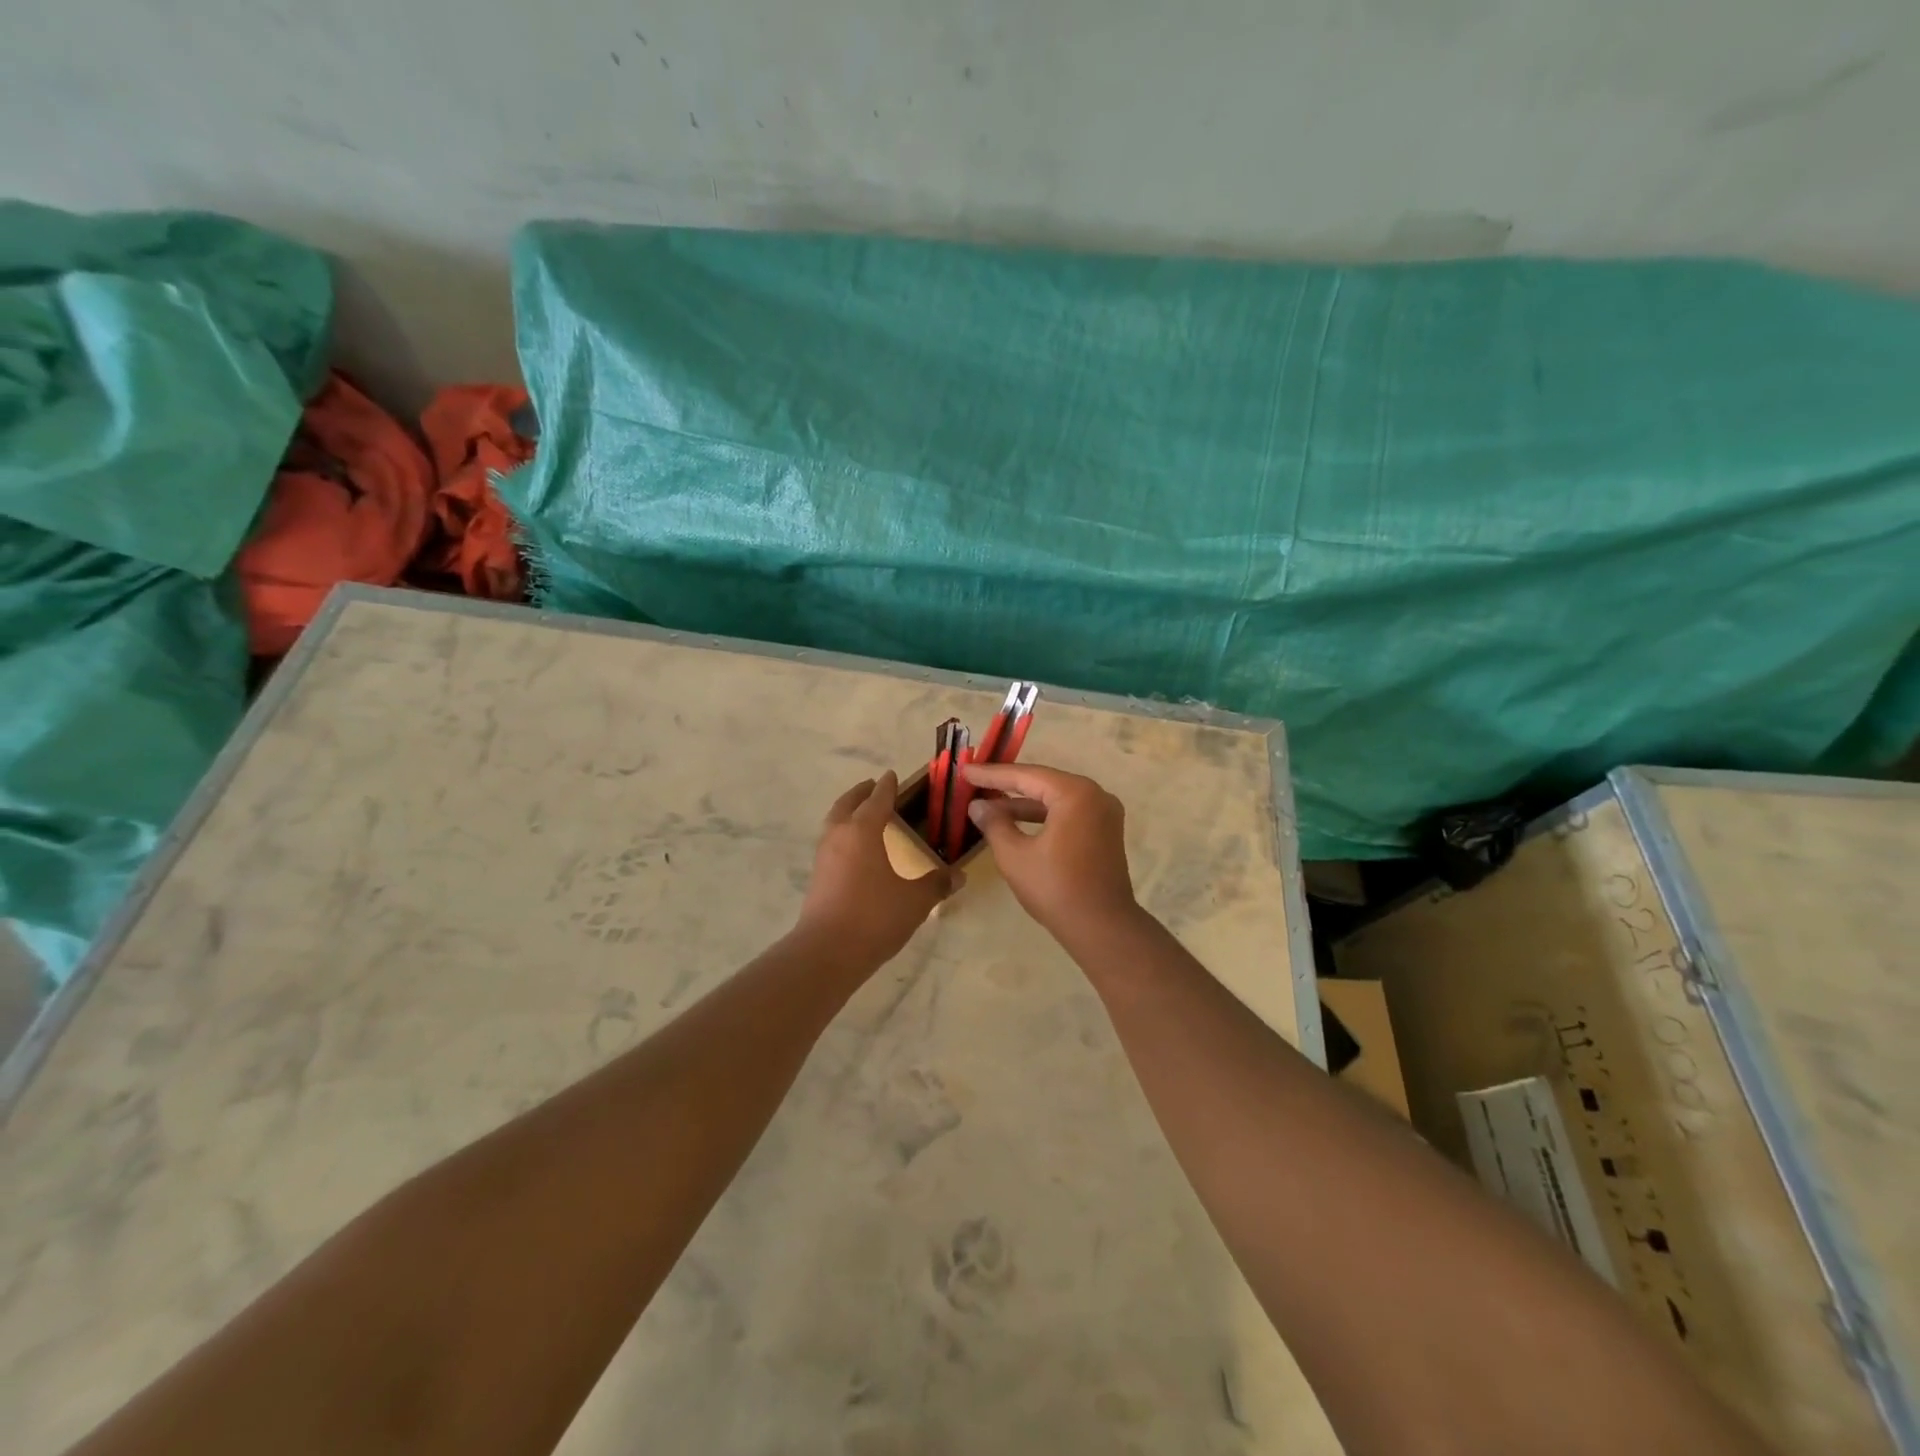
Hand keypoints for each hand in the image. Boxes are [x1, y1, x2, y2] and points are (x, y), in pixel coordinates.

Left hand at [794, 772, 954, 969]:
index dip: (887, 786)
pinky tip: (855, 849)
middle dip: (861, 793)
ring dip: (848, 811)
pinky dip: (843, 833)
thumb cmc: (875, 917)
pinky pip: (831, 841)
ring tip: (864, 814)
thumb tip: (958, 875)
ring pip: (835, 821)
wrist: (828, 952)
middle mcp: (839, 835)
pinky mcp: (817, 876)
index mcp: (863, 831)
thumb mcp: (915, 900)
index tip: (892, 775)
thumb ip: (937, 884)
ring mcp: (824, 856)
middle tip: (873, 787)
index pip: (877, 799)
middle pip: (848, 804)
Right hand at [960, 763, 1139, 943]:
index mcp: (1075, 794)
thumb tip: (977, 806)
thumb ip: (994, 824)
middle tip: (975, 783)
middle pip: (1043, 783)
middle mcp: (1095, 795)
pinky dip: (1042, 817)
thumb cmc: (1055, 888)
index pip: (1026, 776)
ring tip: (989, 807)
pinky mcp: (1105, 832)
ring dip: (1023, 805)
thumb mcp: (1014, 855)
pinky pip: (1068, 814)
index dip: (992, 774)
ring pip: (1055, 800)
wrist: (1102, 928)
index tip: (965, 771)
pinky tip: (1016, 823)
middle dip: (1008, 786)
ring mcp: (1104, 814)